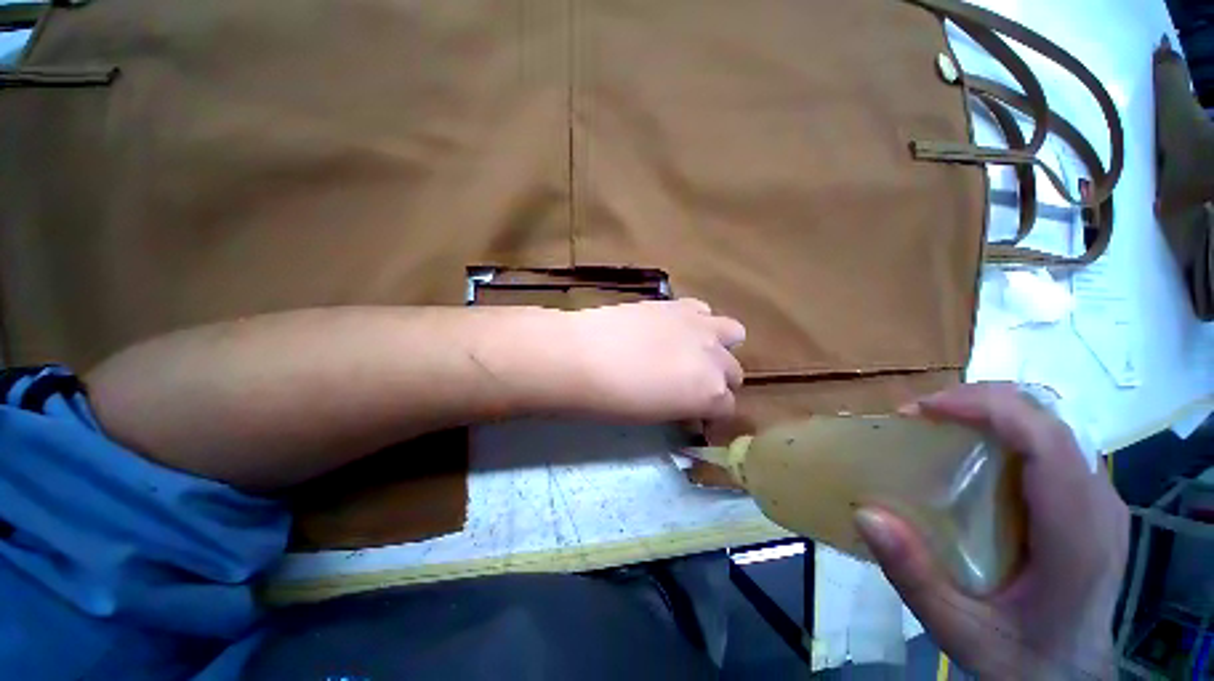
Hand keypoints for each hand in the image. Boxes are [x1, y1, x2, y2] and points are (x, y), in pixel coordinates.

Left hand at [564, 298, 745, 421]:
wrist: (581, 357)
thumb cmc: (613, 402)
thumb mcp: (656, 417)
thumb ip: (682, 409)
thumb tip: (688, 409)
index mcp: (712, 395)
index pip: (728, 409)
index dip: (712, 415)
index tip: (696, 418)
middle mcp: (717, 360)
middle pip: (734, 373)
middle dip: (719, 383)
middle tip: (692, 389)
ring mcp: (701, 327)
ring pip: (733, 333)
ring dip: (720, 346)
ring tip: (694, 354)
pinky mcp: (679, 304)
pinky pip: (704, 311)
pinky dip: (698, 322)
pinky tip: (676, 330)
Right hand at [855, 382, 1127, 678]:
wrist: (1071, 680)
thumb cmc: (1020, 664)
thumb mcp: (961, 634)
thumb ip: (916, 578)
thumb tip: (869, 516)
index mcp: (1074, 529)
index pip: (1039, 432)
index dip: (984, 404)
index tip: (928, 408)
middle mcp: (1101, 499)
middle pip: (1051, 420)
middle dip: (991, 407)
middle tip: (937, 421)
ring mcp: (1112, 499)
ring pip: (1064, 433)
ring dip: (1014, 426)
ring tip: (967, 443)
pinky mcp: (1111, 506)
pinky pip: (1074, 457)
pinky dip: (1035, 450)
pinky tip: (1011, 484)